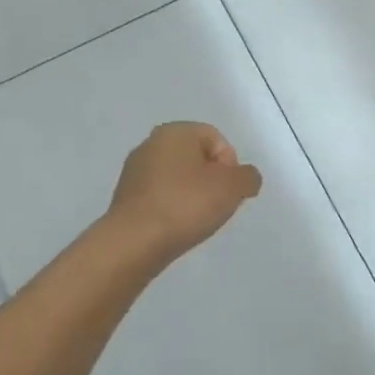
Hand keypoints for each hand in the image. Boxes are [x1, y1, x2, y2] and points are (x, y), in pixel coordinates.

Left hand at [107, 122, 261, 264]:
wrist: (134, 243)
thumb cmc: (186, 204)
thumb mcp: (234, 187)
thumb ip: (248, 177)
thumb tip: (244, 179)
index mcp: (175, 131)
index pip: (217, 139)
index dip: (230, 165)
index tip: (228, 190)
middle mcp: (151, 144)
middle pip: (197, 158)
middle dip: (212, 181)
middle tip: (217, 205)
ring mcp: (134, 171)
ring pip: (179, 179)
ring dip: (193, 196)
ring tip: (197, 220)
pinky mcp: (126, 198)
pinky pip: (161, 197)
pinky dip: (174, 208)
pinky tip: (177, 227)